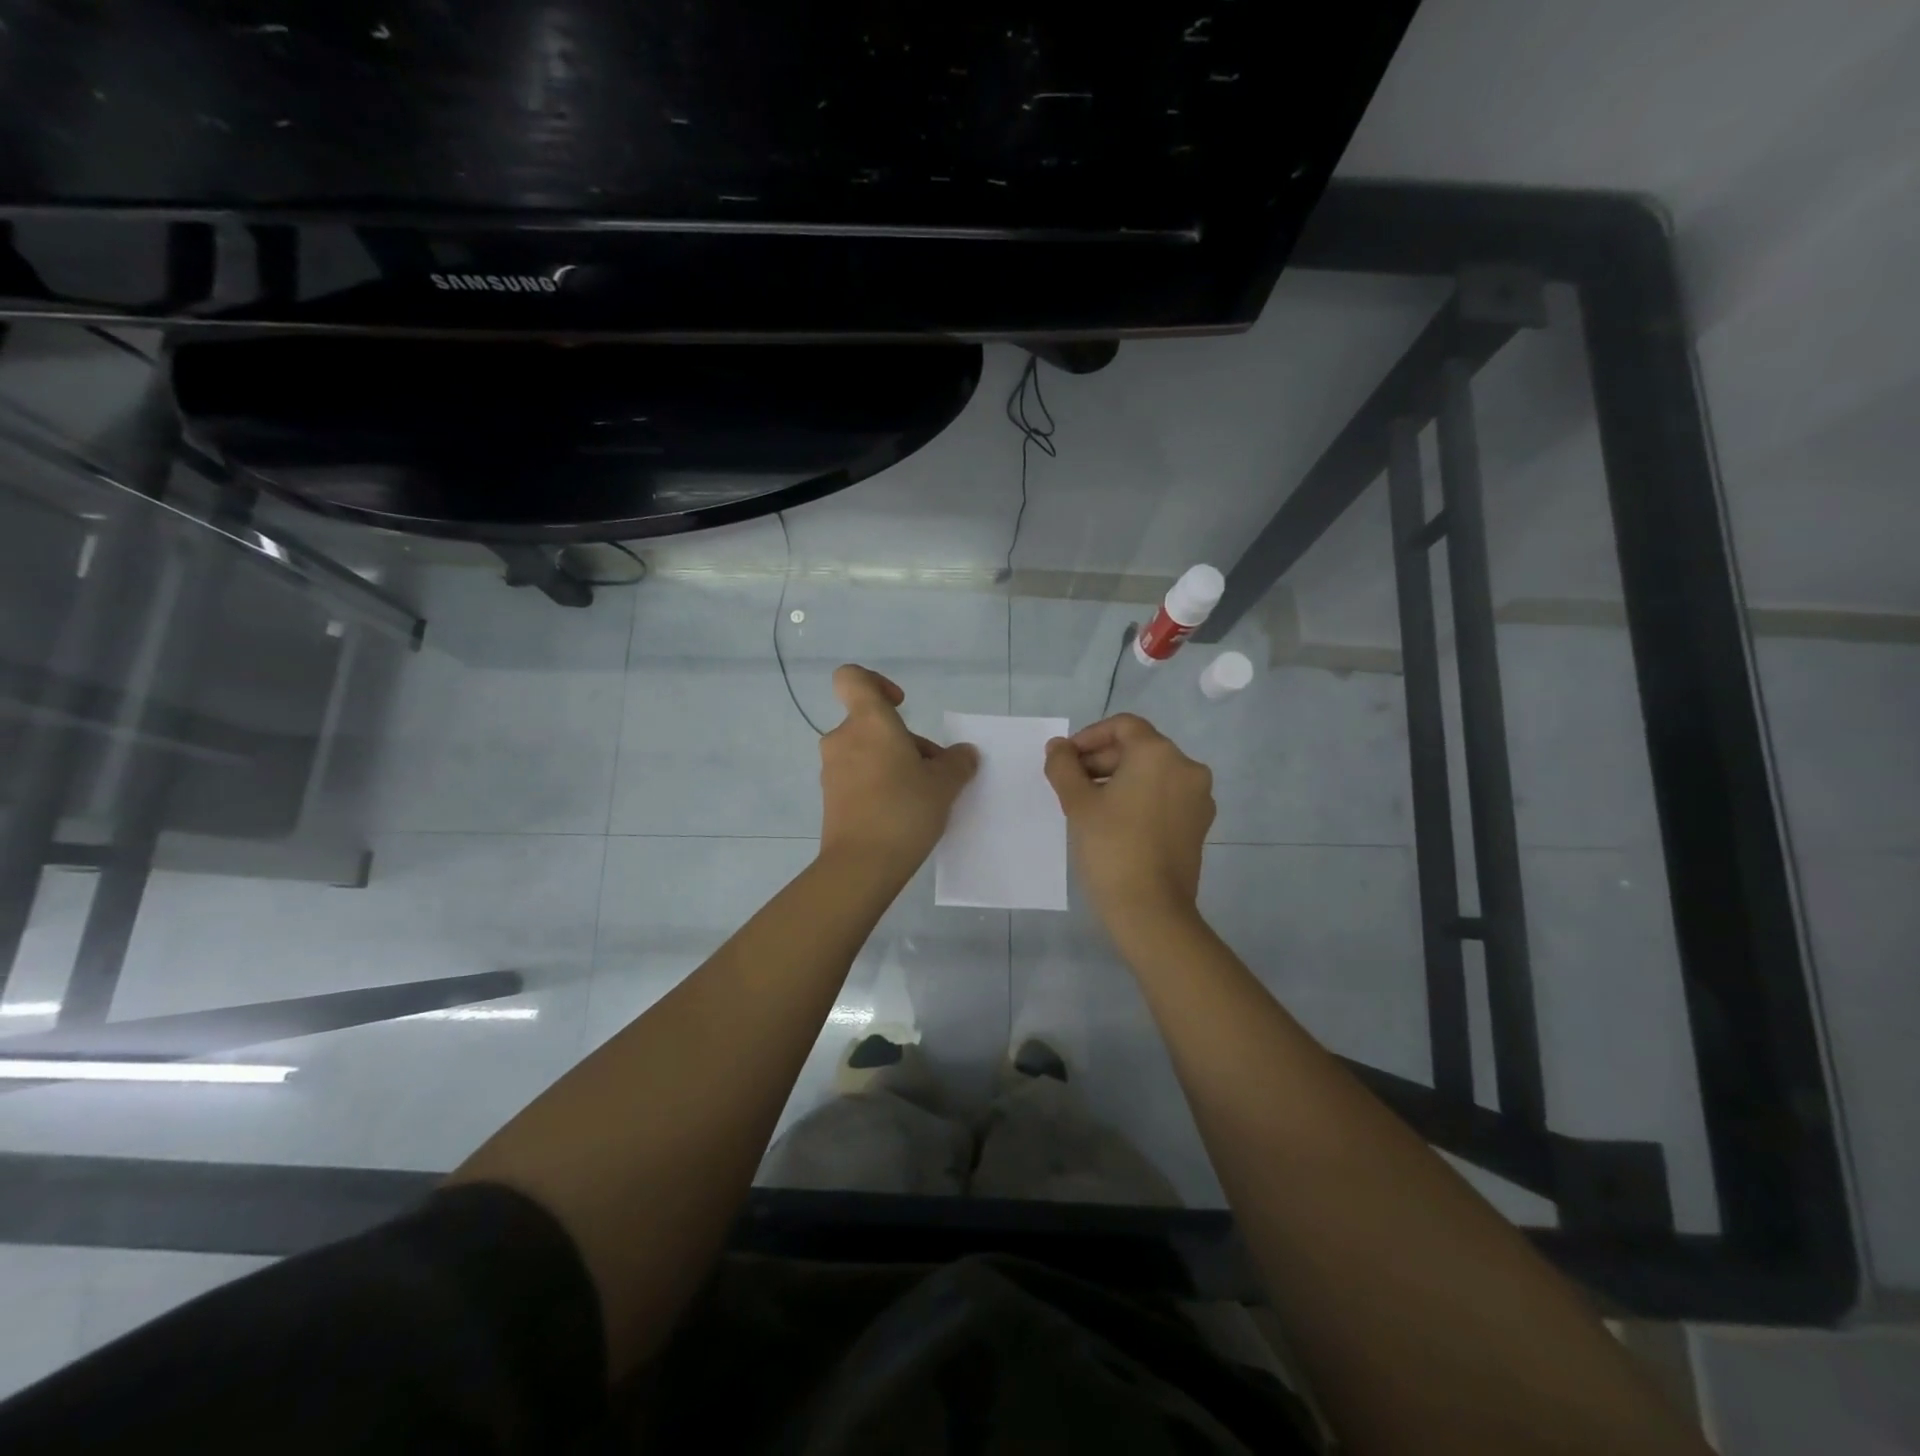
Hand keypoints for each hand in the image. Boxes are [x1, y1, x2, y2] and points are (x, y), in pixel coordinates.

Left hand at [818, 665, 978, 872]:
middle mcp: (844, 739)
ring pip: (868, 751)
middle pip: (873, 723)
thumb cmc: (904, 810)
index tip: (902, 705)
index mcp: (869, 722)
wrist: (861, 865)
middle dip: (906, 741)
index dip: (877, 682)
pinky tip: (903, 812)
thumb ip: (957, 762)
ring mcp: (833, 770)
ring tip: (924, 795)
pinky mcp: (831, 797)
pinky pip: (858, 776)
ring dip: (894, 763)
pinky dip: (879, 783)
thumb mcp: (944, 784)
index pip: (852, 678)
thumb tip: (963, 754)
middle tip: (935, 772)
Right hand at [1044, 713, 1214, 937]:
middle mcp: (1187, 767)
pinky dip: (1140, 797)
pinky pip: (1165, 796)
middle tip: (1071, 783)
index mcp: (1159, 754)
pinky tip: (1116, 821)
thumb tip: (1058, 747)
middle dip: (1102, 759)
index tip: (1065, 760)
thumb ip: (1063, 766)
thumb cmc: (1111, 847)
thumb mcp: (1077, 803)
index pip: (1123, 726)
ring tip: (1089, 804)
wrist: (1150, 910)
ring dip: (1119, 779)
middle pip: (1139, 748)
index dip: (1089, 737)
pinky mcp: (1199, 824)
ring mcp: (1198, 797)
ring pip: (1153, 773)